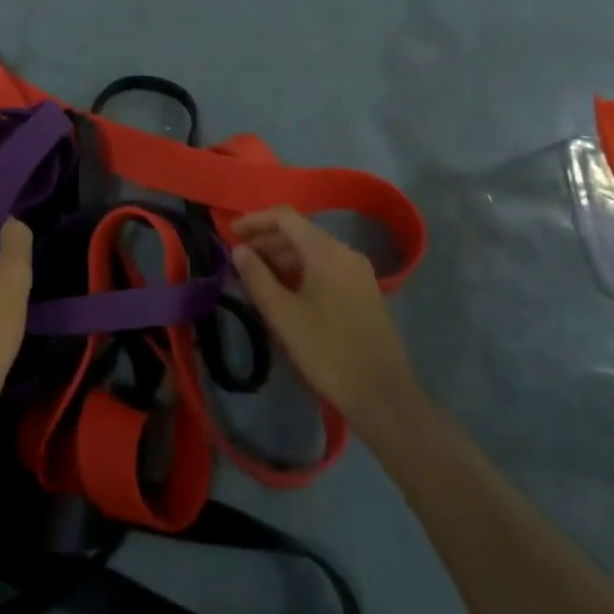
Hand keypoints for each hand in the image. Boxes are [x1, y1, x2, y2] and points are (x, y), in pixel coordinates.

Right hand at [231, 207, 413, 433]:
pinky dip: (301, 270)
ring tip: (255, 273)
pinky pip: (326, 267)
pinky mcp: (364, 292)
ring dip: (282, 256)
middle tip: (238, 256)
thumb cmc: (328, 351)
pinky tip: (285, 289)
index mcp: (326, 251)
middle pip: (300, 232)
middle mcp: (345, 252)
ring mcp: (358, 272)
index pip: (285, 217)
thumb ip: (257, 277)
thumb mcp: (283, 315)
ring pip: (313, 251)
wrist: (383, 395)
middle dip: (266, 239)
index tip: (230, 232)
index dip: (255, 220)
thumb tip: (239, 250)